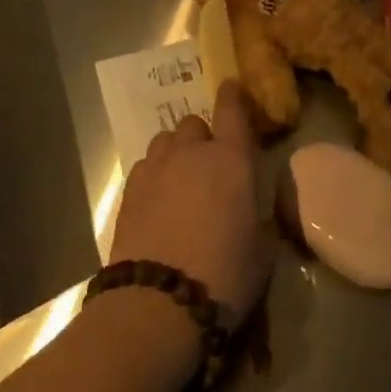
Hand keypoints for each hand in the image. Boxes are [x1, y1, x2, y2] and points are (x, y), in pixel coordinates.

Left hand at [109, 81, 271, 325]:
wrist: (158, 304)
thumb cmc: (224, 276)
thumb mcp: (261, 252)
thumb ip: (258, 221)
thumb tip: (253, 217)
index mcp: (232, 160)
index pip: (233, 109)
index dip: (233, 95)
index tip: (233, 87)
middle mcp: (192, 153)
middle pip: (194, 123)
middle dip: (203, 136)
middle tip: (210, 165)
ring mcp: (156, 169)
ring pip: (166, 141)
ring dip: (176, 152)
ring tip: (181, 180)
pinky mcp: (129, 191)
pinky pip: (145, 166)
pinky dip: (155, 174)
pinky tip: (158, 200)